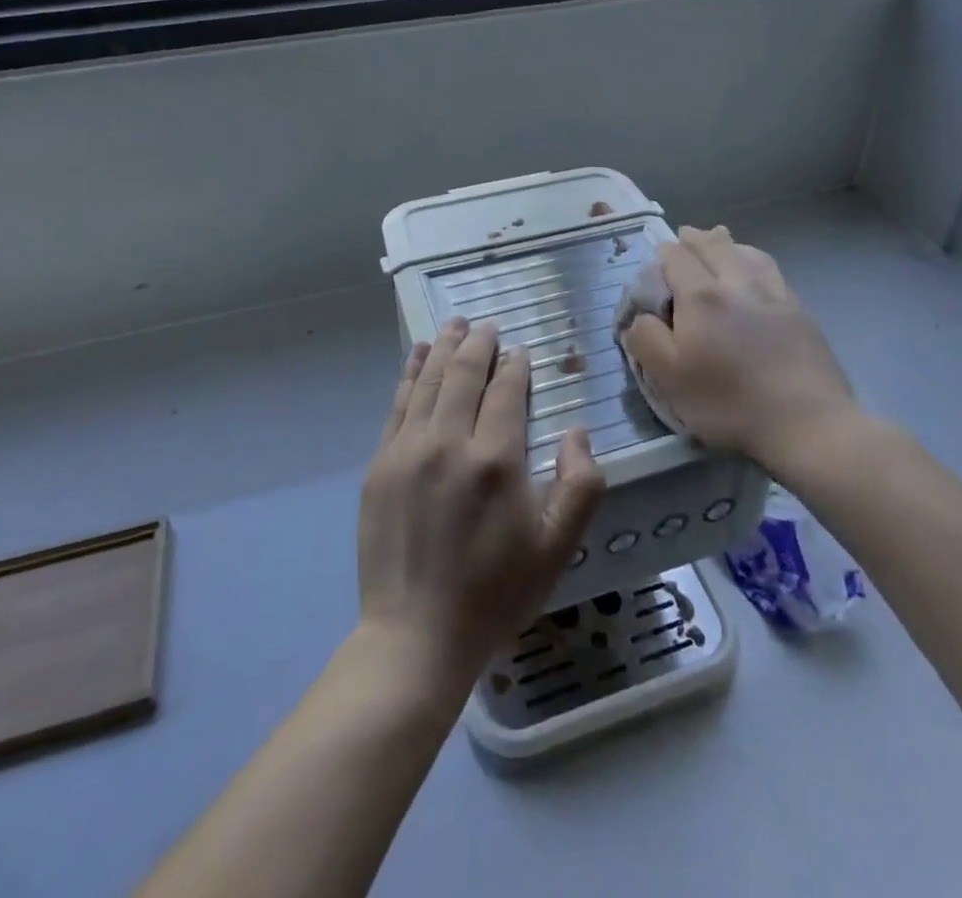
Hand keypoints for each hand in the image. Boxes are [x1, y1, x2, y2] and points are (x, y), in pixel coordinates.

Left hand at [358, 319, 604, 692]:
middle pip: (464, 374)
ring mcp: (408, 451)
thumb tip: (577, 430)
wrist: (415, 637)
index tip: (520, 352)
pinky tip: (417, 356)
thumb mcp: (557, 548)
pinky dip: (410, 374)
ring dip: (444, 348)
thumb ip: (581, 484)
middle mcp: (449, 442)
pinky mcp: (380, 465)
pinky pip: (398, 405)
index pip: (506, 390)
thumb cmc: (495, 593)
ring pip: (429, 381)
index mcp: (496, 459)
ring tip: (455, 325)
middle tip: (487, 325)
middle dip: (478, 344)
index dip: (515, 365)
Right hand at [619, 226, 859, 467]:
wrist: (807, 422)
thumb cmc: (729, 402)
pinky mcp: (799, 310)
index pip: (675, 257)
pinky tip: (754, 271)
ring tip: (718, 242)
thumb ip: (645, 340)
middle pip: (713, 245)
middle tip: (683, 237)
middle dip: (694, 238)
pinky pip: (771, 270)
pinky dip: (753, 260)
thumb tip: (639, 317)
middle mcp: (737, 282)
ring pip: (746, 251)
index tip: (656, 263)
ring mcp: (774, 293)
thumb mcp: (669, 379)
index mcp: (701, 296)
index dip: (662, 254)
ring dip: (726, 243)